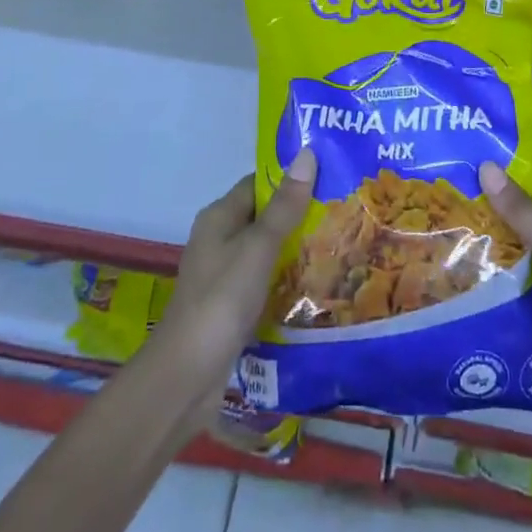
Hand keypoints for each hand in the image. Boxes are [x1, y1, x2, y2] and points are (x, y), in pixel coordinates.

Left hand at [152, 150, 317, 427]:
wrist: (186, 377)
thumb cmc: (221, 300)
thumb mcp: (258, 247)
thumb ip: (285, 206)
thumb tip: (307, 154)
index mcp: (219, 217)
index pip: (258, 183)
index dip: (290, 177)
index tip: (330, 175)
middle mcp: (219, 240)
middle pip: (264, 216)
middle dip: (300, 213)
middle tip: (344, 210)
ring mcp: (225, 275)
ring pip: (267, 250)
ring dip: (297, 248)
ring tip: (342, 243)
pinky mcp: (232, 306)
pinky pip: (266, 280)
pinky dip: (288, 278)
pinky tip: (319, 283)